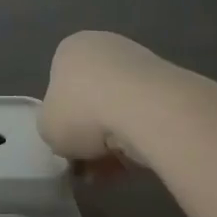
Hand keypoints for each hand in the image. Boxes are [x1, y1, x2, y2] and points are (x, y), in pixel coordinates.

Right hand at [38, 30, 163, 173]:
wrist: (144, 108)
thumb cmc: (82, 111)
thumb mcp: (47, 128)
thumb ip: (52, 128)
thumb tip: (68, 135)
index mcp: (70, 49)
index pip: (59, 84)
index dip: (62, 119)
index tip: (67, 144)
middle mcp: (105, 46)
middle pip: (91, 97)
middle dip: (91, 133)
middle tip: (88, 163)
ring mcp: (140, 62)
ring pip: (119, 109)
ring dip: (114, 141)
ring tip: (112, 171)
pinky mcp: (169, 83)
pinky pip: (144, 117)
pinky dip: (138, 139)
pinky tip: (134, 163)